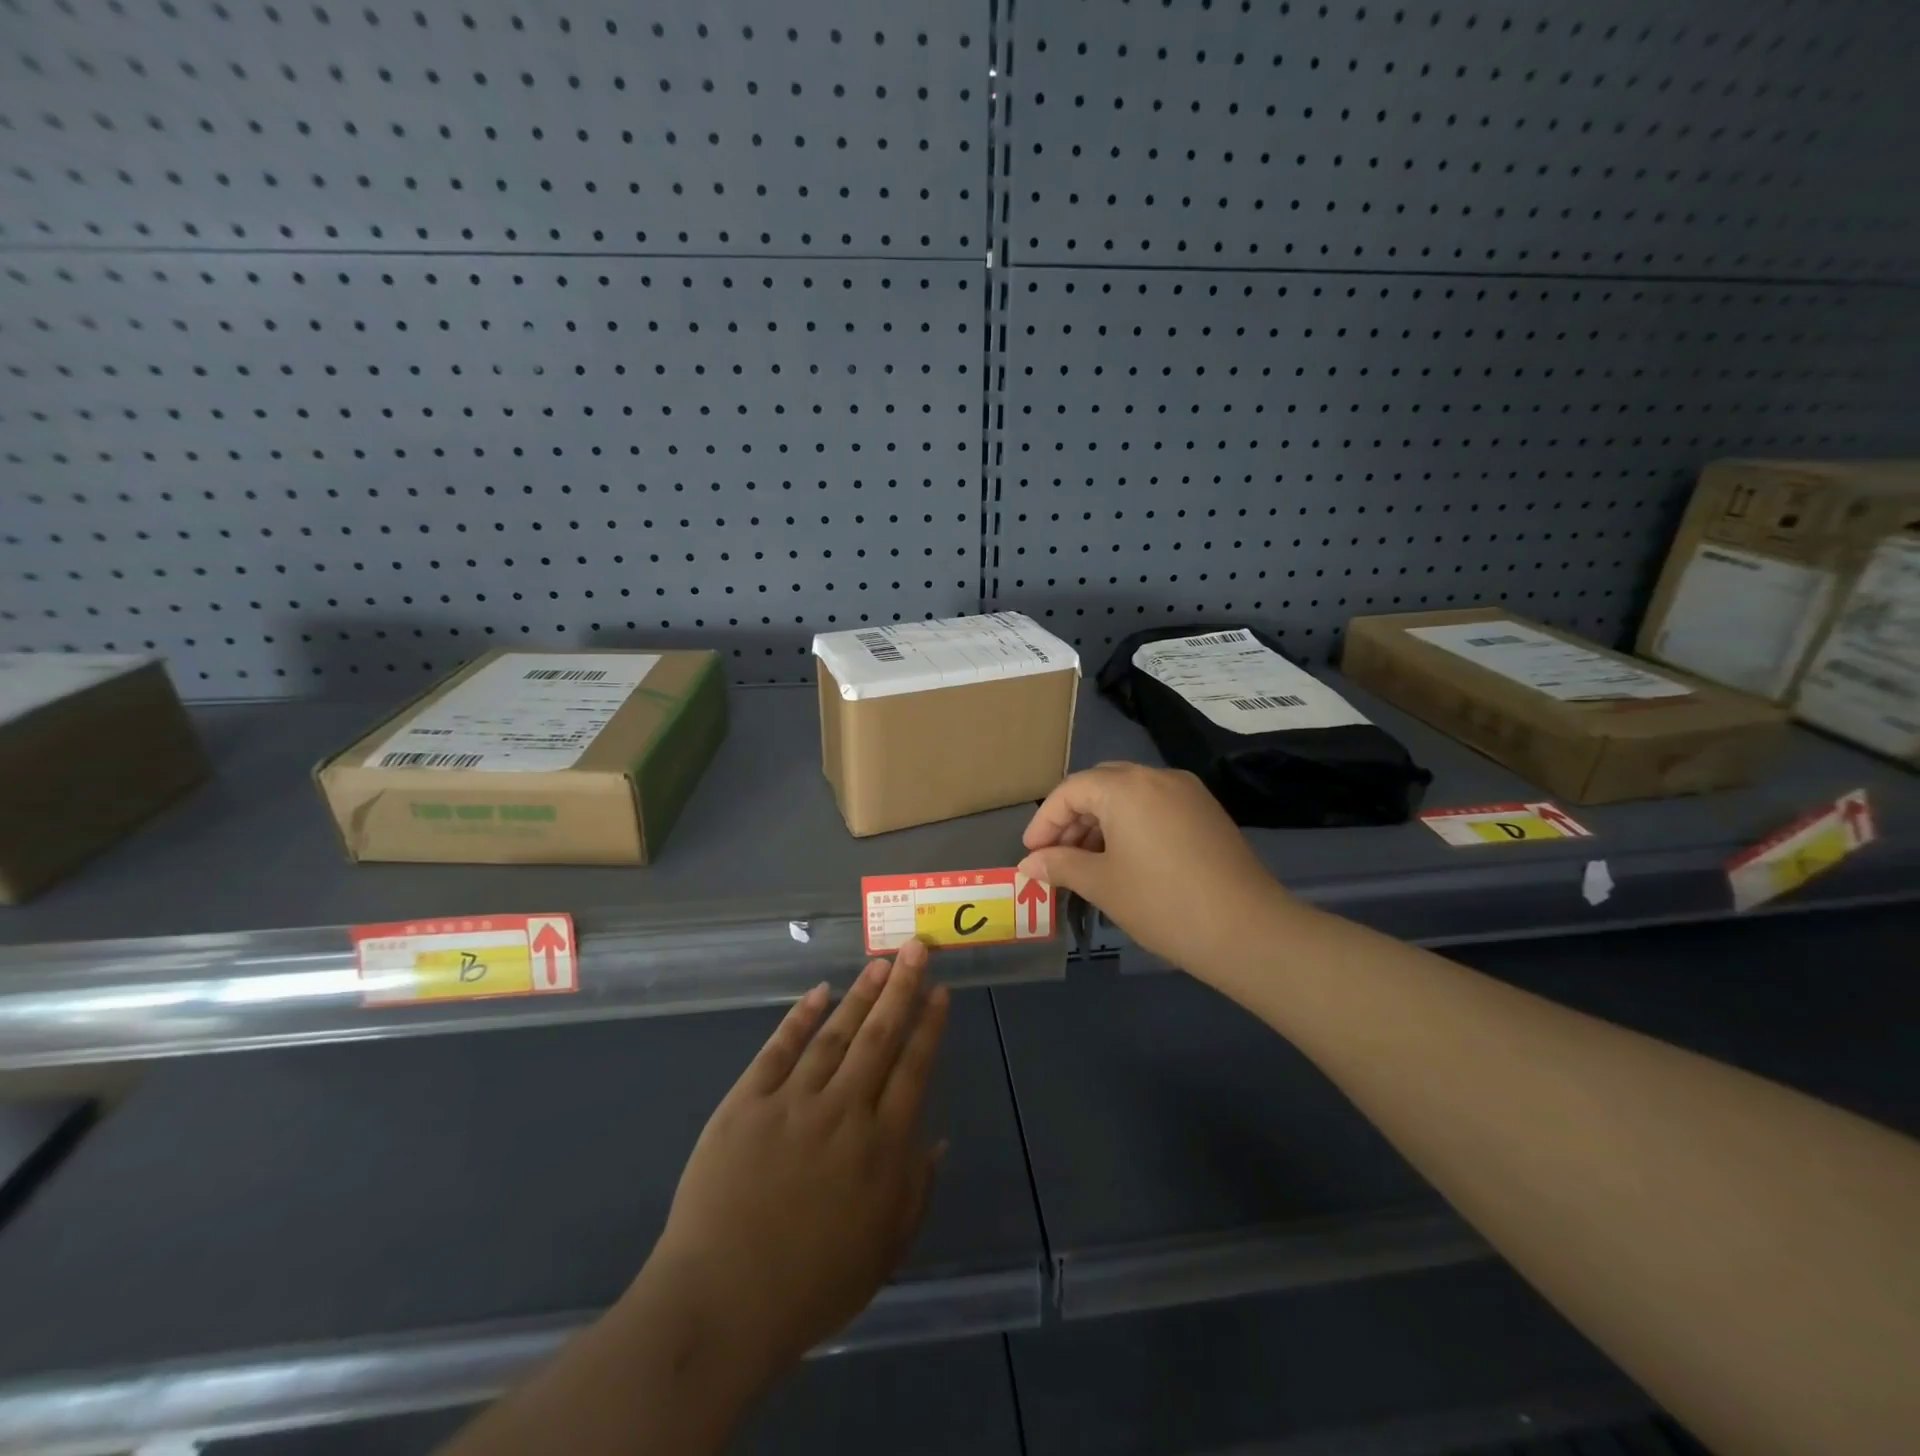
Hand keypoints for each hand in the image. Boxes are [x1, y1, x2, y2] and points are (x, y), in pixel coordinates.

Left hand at [637, 939, 950, 1387]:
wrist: (720, 1305)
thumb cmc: (811, 1288)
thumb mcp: (884, 1252)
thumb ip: (916, 1191)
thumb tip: (938, 1140)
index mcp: (880, 1147)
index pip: (914, 1069)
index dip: (929, 1027)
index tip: (941, 992)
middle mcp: (843, 1111)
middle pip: (879, 1037)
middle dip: (901, 989)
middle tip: (916, 948)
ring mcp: (792, 1102)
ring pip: (835, 1034)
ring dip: (860, 994)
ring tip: (879, 962)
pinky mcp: (747, 1103)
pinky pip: (779, 1049)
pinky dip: (800, 1017)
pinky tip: (819, 992)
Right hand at [1017, 761, 1291, 977]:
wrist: (1248, 930)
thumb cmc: (1162, 903)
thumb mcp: (1102, 884)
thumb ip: (1060, 866)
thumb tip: (1027, 865)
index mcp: (1126, 787)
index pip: (1071, 791)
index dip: (1045, 821)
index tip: (1032, 854)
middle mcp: (1156, 776)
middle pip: (1100, 785)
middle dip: (1072, 818)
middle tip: (1057, 856)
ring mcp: (1187, 792)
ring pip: (1129, 795)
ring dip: (1101, 822)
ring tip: (1087, 863)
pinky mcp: (1206, 812)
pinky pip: (1155, 805)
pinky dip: (1131, 824)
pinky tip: (1125, 859)